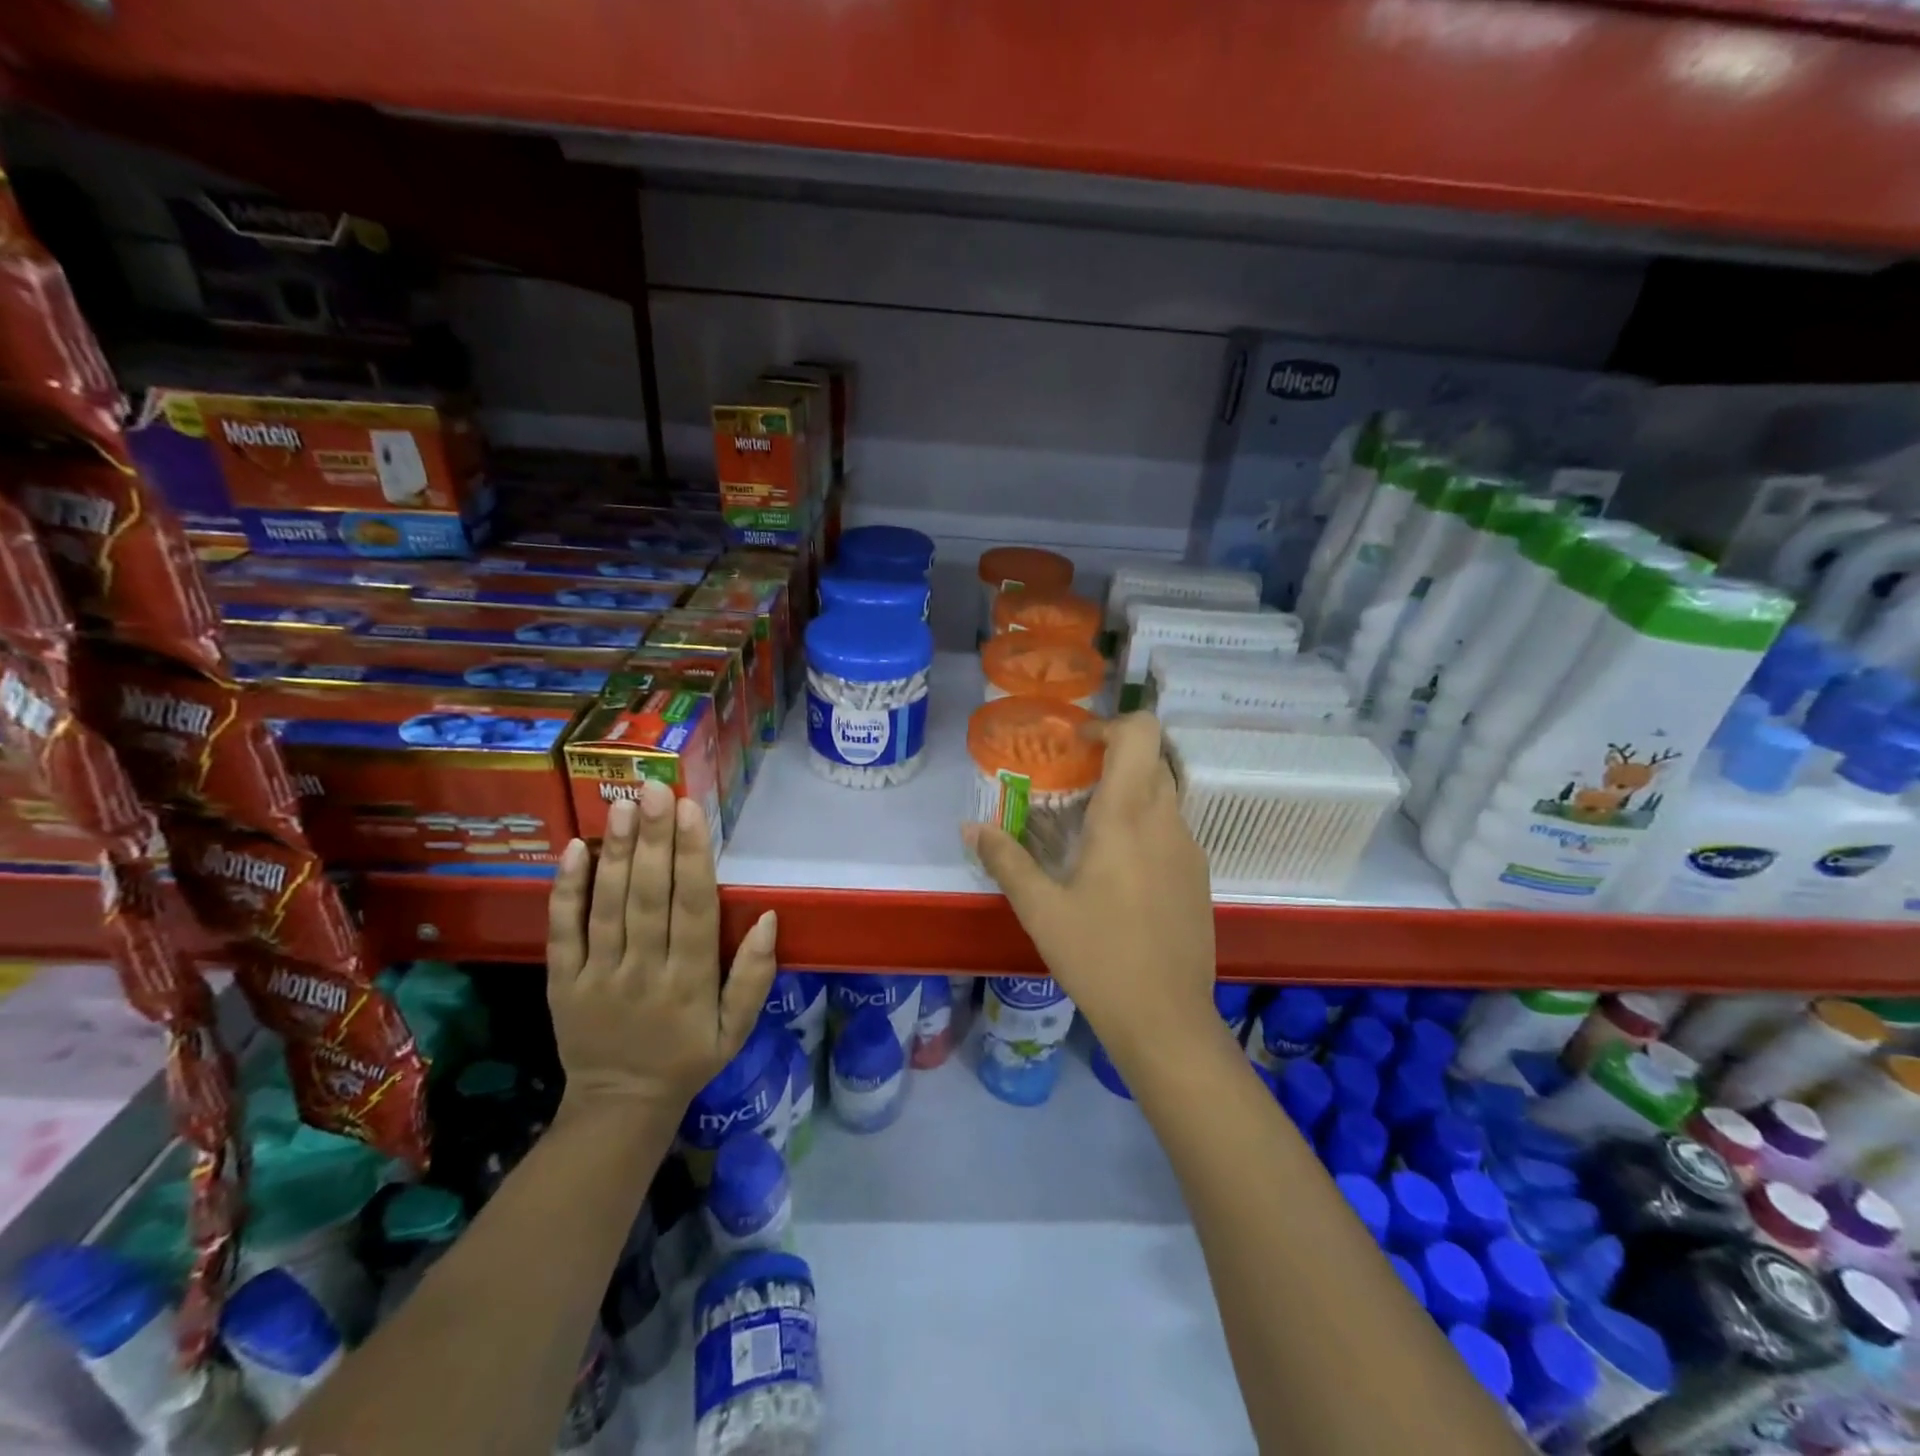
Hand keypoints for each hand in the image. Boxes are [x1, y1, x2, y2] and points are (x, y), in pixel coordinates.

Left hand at [545, 781, 778, 1115]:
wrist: (619, 1106)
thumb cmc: (689, 1057)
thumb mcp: (737, 1028)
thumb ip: (755, 975)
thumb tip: (770, 918)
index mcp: (691, 982)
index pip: (693, 908)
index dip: (692, 857)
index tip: (692, 811)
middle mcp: (644, 971)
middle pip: (649, 897)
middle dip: (654, 839)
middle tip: (655, 789)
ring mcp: (598, 976)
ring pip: (608, 906)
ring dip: (617, 852)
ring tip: (623, 804)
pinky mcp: (562, 982)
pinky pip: (563, 932)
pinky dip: (566, 891)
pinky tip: (575, 850)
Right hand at [964, 713, 1218, 1069]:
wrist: (1166, 1018)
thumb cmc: (1098, 956)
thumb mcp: (1040, 909)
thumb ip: (1005, 860)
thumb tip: (969, 828)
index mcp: (1127, 816)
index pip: (1140, 732)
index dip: (1110, 723)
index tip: (1077, 745)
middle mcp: (1165, 820)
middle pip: (1153, 757)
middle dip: (1116, 756)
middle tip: (1075, 782)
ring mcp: (1189, 848)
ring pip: (1165, 792)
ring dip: (1131, 790)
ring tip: (1090, 826)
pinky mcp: (1198, 875)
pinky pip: (1171, 827)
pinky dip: (1145, 823)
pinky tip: (1118, 868)